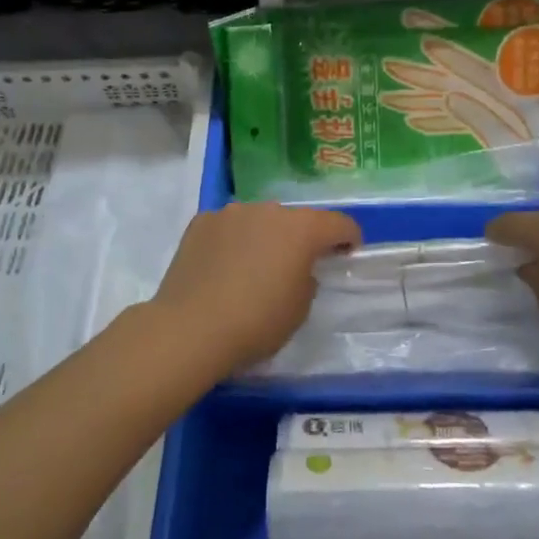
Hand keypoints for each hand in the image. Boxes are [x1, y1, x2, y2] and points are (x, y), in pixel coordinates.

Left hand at [147, 203, 360, 375]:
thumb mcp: (300, 309)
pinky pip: (228, 228)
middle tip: (295, 266)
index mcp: (301, 229)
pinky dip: (232, 241)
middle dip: (300, 238)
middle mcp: (269, 210)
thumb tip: (296, 269)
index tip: (347, 253)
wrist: (190, 328)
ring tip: (253, 267)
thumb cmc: (256, 322)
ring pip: (258, 220)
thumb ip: (307, 280)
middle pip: (295, 219)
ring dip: (264, 237)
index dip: (349, 238)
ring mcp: (231, 212)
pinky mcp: (201, 222)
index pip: (338, 223)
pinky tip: (223, 267)